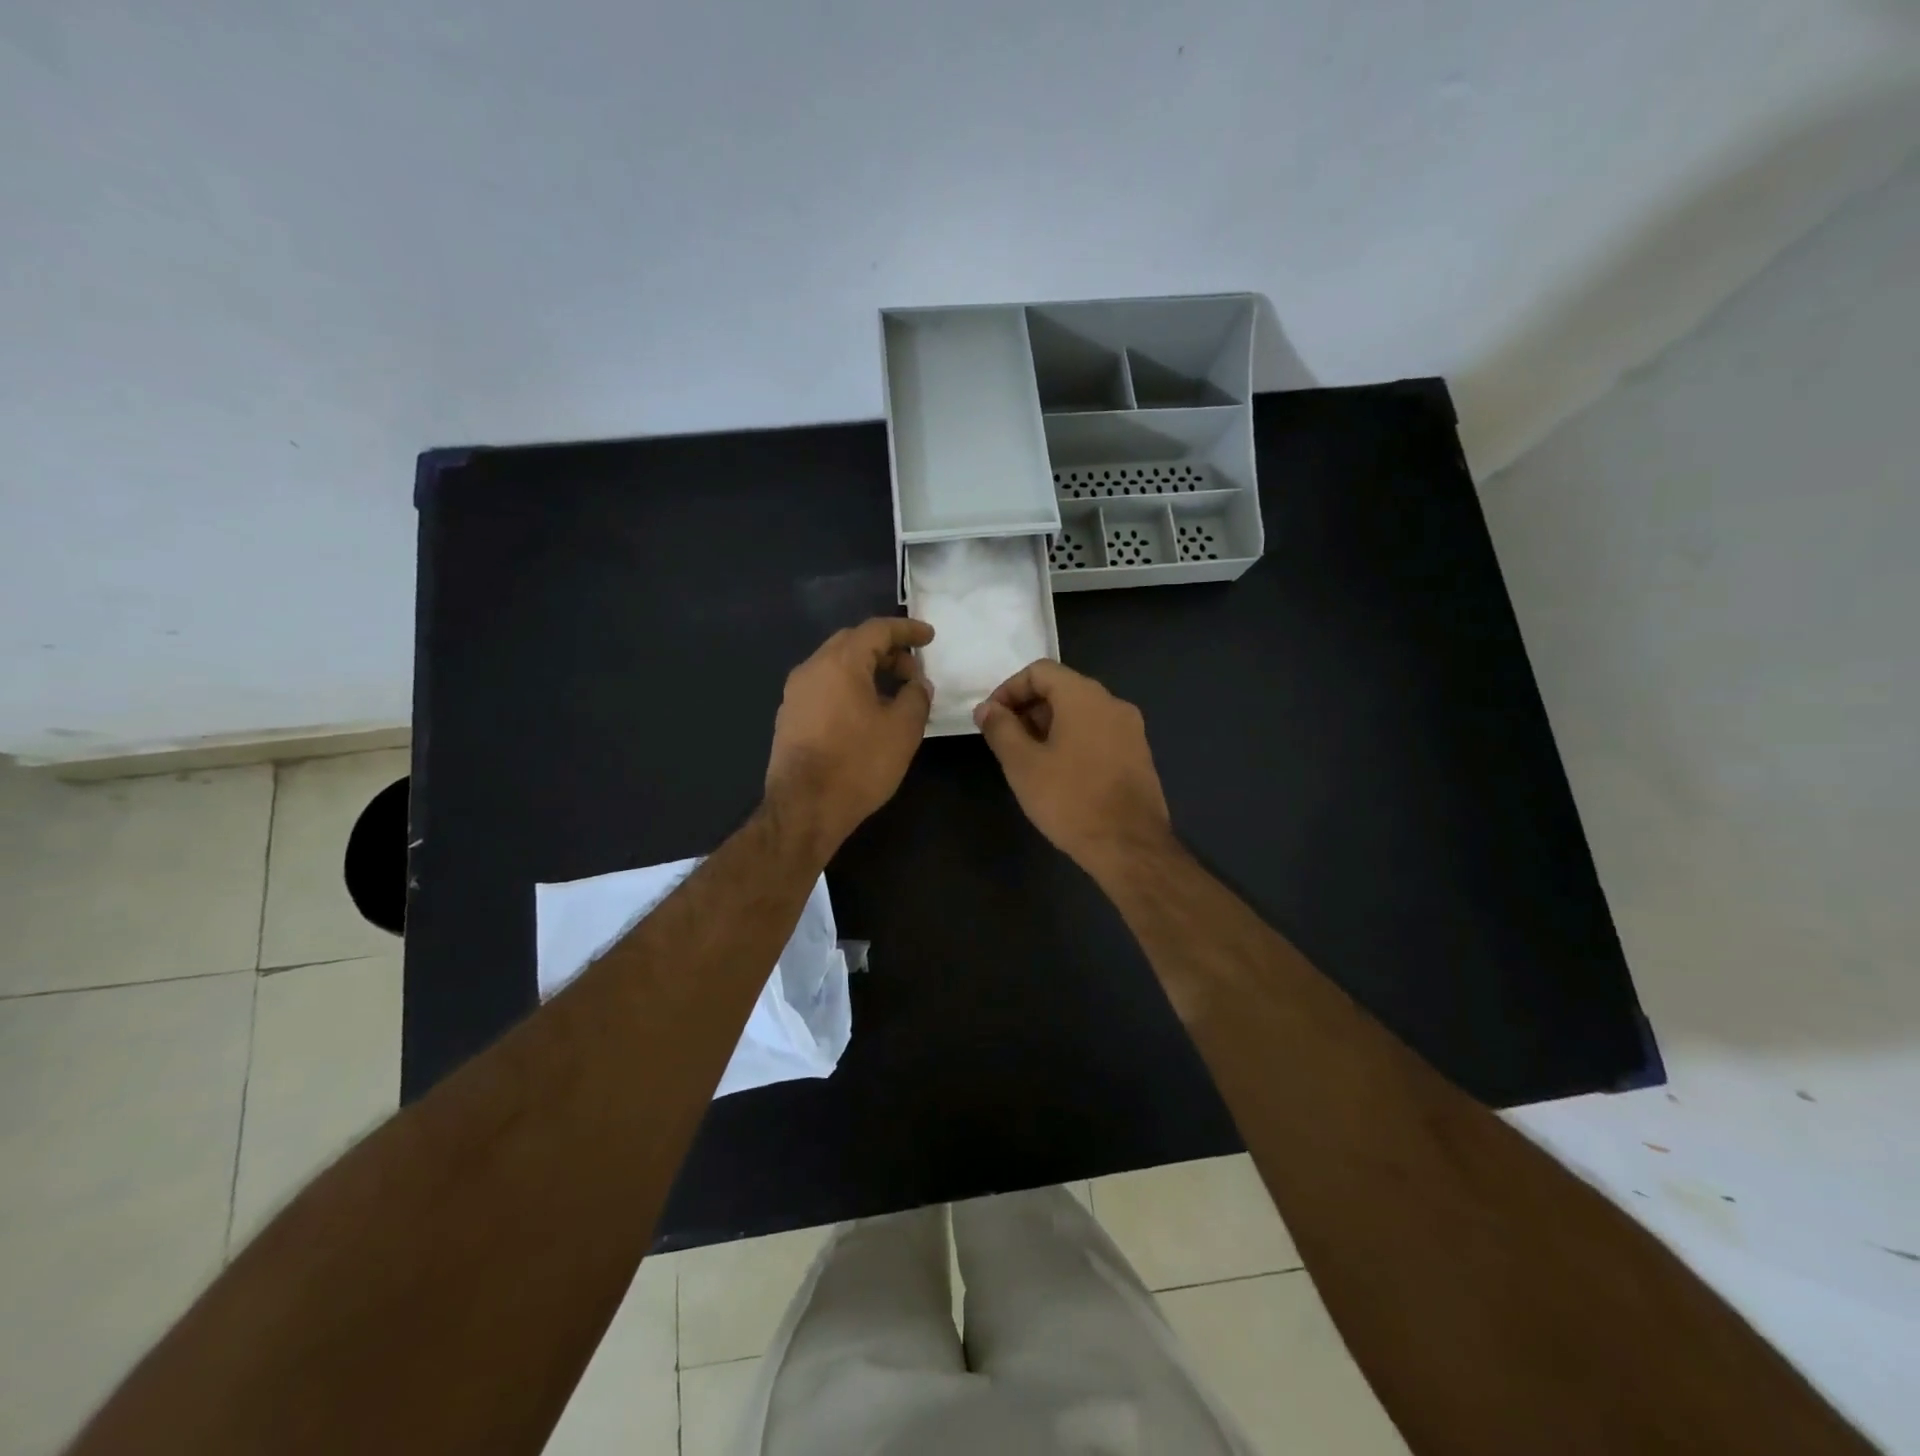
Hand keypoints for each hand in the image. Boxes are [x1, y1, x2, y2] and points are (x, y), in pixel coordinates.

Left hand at [765, 617, 934, 859]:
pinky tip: (866, 712)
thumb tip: (917, 684)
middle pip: (852, 643)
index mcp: (840, 663)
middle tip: (912, 669)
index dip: (907, 630)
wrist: (804, 808)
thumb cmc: (858, 763)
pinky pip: (824, 687)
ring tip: (893, 692)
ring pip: (836, 665)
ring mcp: (795, 693)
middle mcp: (812, 668)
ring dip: (867, 670)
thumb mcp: (903, 729)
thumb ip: (916, 697)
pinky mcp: (790, 717)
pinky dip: (849, 687)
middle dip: (886, 649)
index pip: (877, 630)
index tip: (929, 637)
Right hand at [972, 659, 1172, 876]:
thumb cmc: (1070, 799)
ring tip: (1029, 760)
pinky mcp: (1138, 754)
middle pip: (1062, 689)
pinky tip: (1059, 774)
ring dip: (1049, 727)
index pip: (1040, 671)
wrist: (1129, 845)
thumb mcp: (1022, 764)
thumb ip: (1000, 729)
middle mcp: (1112, 703)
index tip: (991, 719)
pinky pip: (1098, 733)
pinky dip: (1073, 741)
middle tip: (1006, 741)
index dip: (1009, 689)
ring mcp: (1130, 729)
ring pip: (1081, 713)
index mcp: (1084, 696)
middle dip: (1028, 709)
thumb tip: (987, 708)